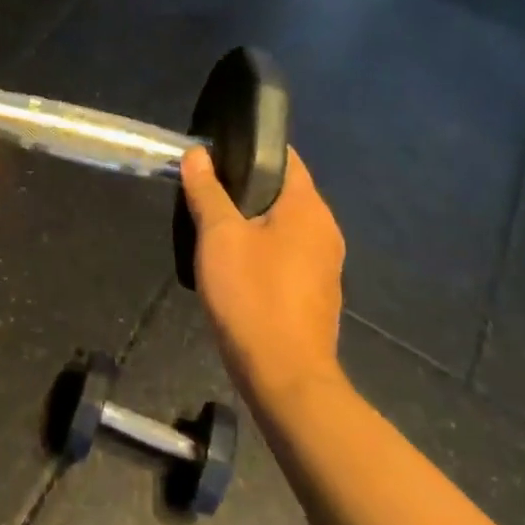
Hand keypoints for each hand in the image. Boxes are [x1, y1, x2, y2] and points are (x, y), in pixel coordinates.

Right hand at [181, 145, 346, 398]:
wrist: (284, 375)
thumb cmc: (252, 294)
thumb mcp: (218, 236)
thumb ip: (208, 191)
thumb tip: (198, 154)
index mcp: (308, 208)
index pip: (285, 158)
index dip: (251, 149)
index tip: (217, 151)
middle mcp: (325, 230)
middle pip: (283, 192)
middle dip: (245, 188)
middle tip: (205, 190)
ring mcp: (325, 264)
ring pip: (284, 226)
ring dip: (251, 222)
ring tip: (212, 227)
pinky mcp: (316, 293)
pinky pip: (287, 255)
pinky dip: (262, 251)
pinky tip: (234, 265)